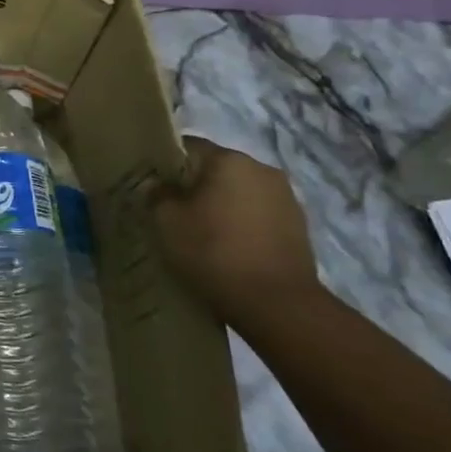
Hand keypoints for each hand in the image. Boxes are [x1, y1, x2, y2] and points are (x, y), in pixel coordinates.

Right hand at [150, 137, 320, 320]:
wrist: (277, 304)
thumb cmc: (214, 252)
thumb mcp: (167, 222)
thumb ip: (157, 194)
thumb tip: (157, 185)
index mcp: (229, 160)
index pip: (188, 147)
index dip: (165, 164)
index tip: (151, 185)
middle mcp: (261, 169)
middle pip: (216, 169)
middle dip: (194, 186)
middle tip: (173, 212)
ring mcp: (285, 197)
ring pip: (239, 192)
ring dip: (221, 205)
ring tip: (202, 233)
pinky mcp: (298, 226)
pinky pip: (258, 214)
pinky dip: (241, 224)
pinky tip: (228, 248)